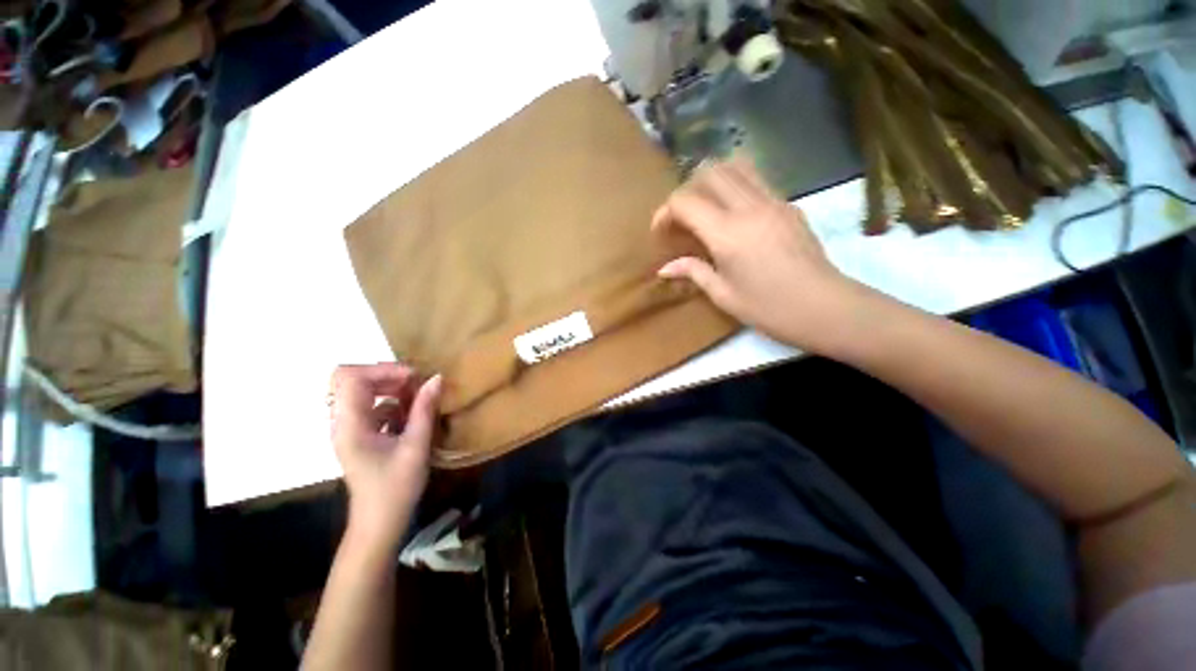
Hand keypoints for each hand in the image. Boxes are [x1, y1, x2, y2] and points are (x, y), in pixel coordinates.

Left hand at [329, 363, 441, 552]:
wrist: (379, 522)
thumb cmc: (396, 488)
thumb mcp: (416, 446)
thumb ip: (424, 410)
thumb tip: (436, 378)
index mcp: (349, 426)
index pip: (350, 378)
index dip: (382, 370)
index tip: (413, 378)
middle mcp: (342, 422)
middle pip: (352, 379)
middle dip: (386, 375)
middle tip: (416, 383)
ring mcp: (349, 428)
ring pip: (361, 391)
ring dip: (390, 388)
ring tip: (416, 398)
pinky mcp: (358, 434)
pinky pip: (371, 405)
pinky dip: (391, 402)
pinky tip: (410, 415)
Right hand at [652, 159, 864, 355]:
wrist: (825, 308)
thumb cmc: (768, 308)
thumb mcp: (723, 295)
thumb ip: (693, 272)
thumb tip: (665, 268)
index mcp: (727, 234)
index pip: (685, 201)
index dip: (665, 212)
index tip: (661, 233)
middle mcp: (749, 207)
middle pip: (709, 172)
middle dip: (687, 191)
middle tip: (683, 219)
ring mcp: (773, 201)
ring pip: (735, 166)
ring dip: (712, 181)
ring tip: (706, 209)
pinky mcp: (789, 204)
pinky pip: (755, 180)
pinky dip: (735, 187)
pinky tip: (733, 216)